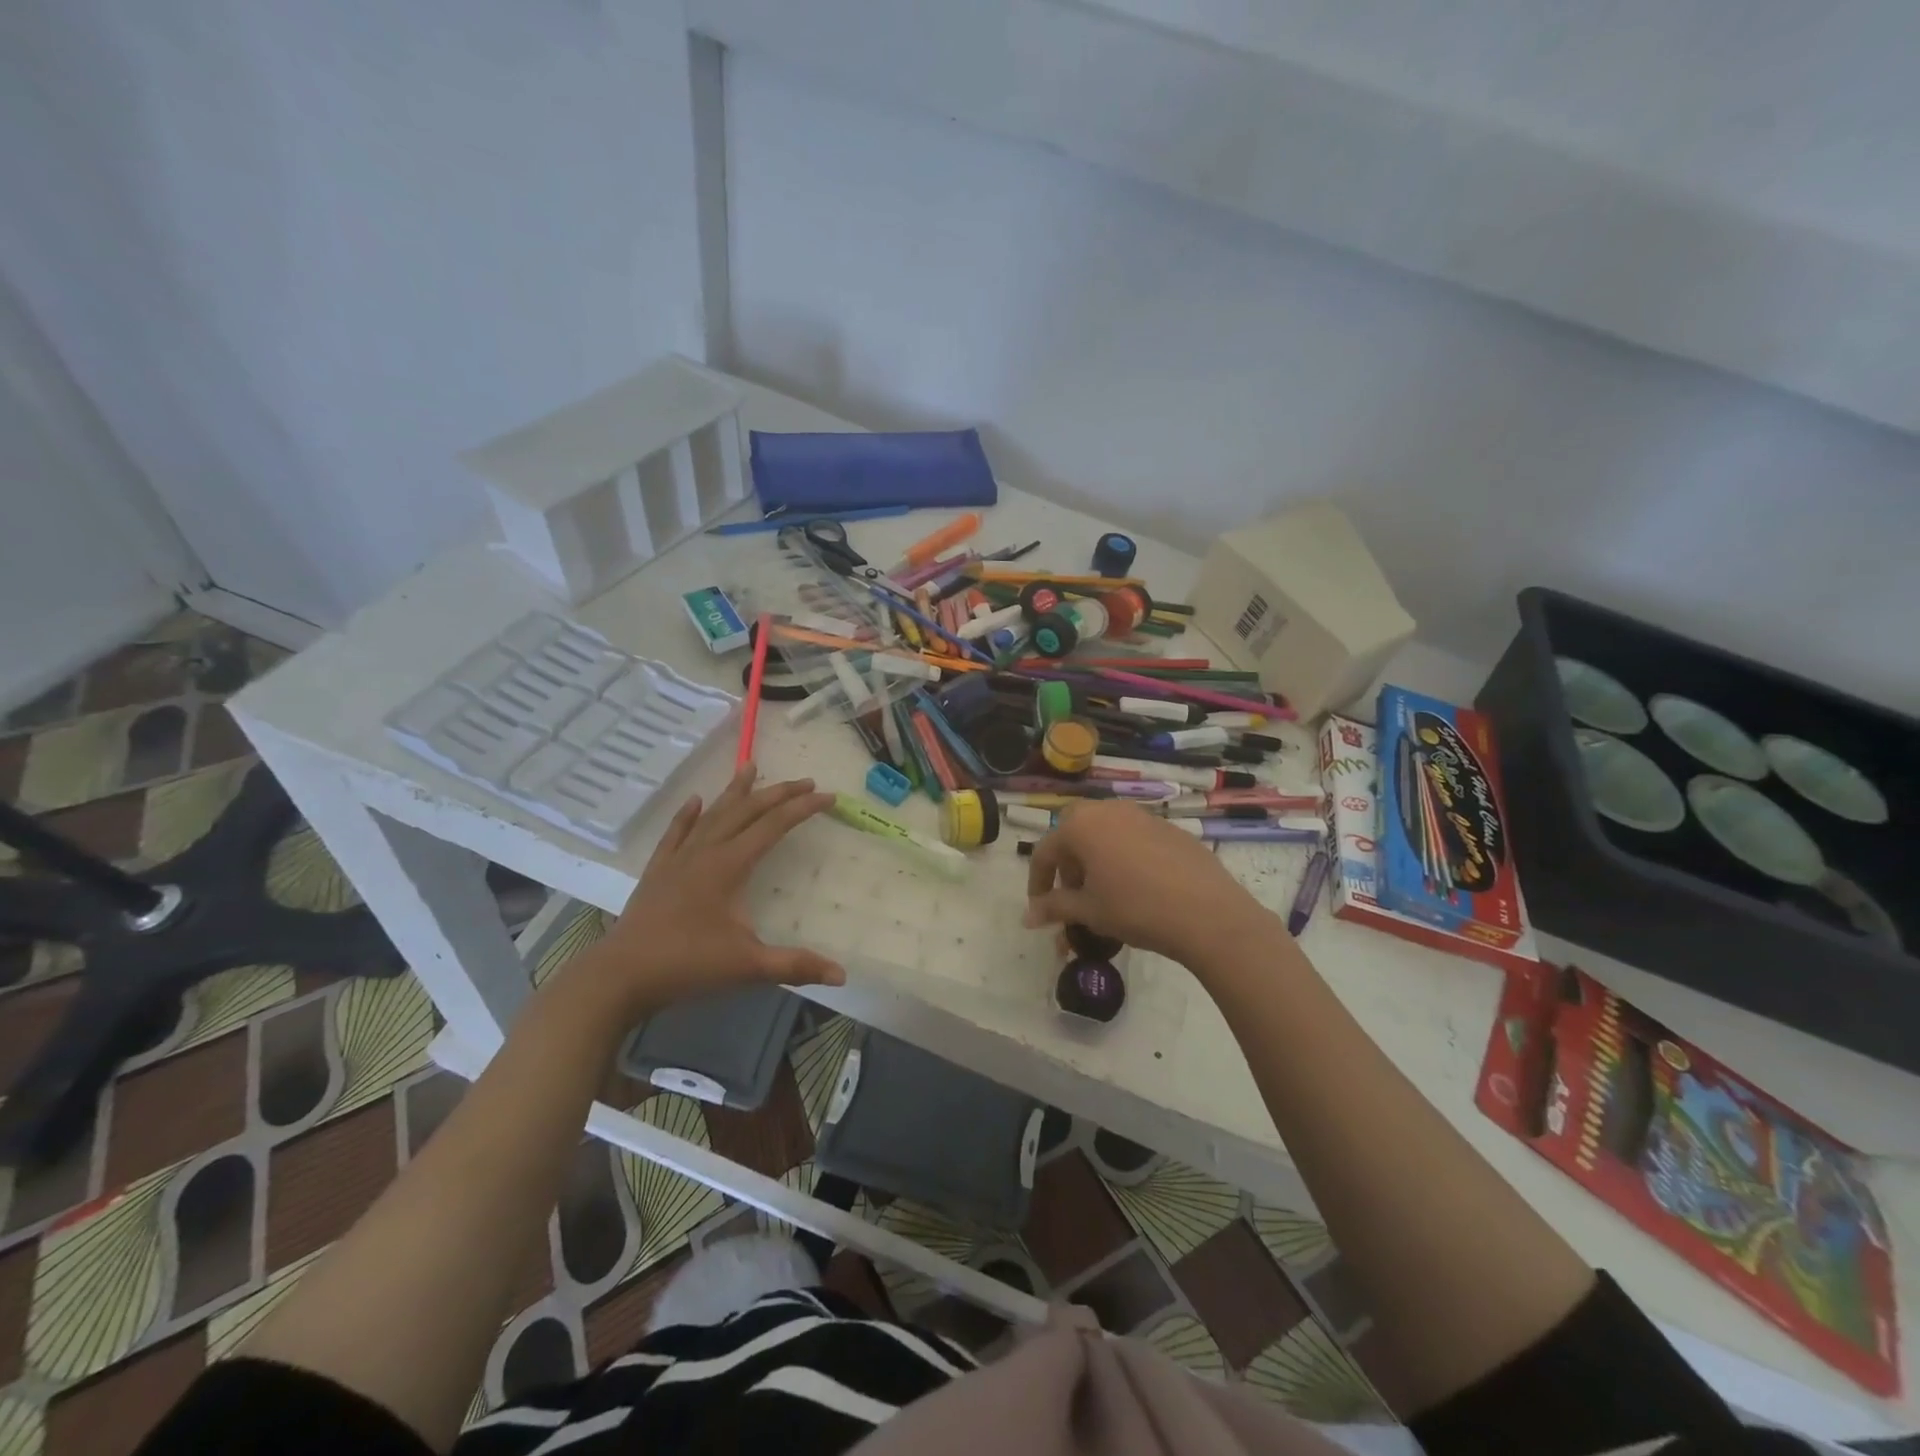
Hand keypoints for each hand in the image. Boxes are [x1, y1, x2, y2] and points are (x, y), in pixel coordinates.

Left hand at [580, 765, 843, 1017]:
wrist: (620, 977)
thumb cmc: (686, 965)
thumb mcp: (748, 967)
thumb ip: (795, 965)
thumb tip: (842, 975)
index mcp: (729, 866)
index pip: (773, 826)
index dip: (802, 808)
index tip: (828, 796)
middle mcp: (705, 852)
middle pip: (746, 811)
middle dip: (778, 793)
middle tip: (805, 780)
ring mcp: (678, 859)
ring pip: (712, 814)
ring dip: (735, 791)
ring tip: (750, 766)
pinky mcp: (657, 872)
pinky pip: (676, 833)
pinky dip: (688, 815)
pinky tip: (694, 801)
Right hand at [1024, 800, 1273, 967]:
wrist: (1206, 912)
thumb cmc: (1135, 908)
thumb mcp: (1089, 911)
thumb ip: (1055, 907)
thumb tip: (1028, 916)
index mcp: (1081, 825)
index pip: (1045, 850)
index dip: (1038, 882)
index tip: (1040, 908)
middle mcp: (1108, 810)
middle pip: (1075, 833)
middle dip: (1068, 864)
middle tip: (1074, 895)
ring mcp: (1142, 816)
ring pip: (1106, 833)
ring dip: (1096, 859)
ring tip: (1105, 894)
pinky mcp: (1169, 828)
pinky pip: (1134, 839)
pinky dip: (1124, 858)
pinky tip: (1139, 888)